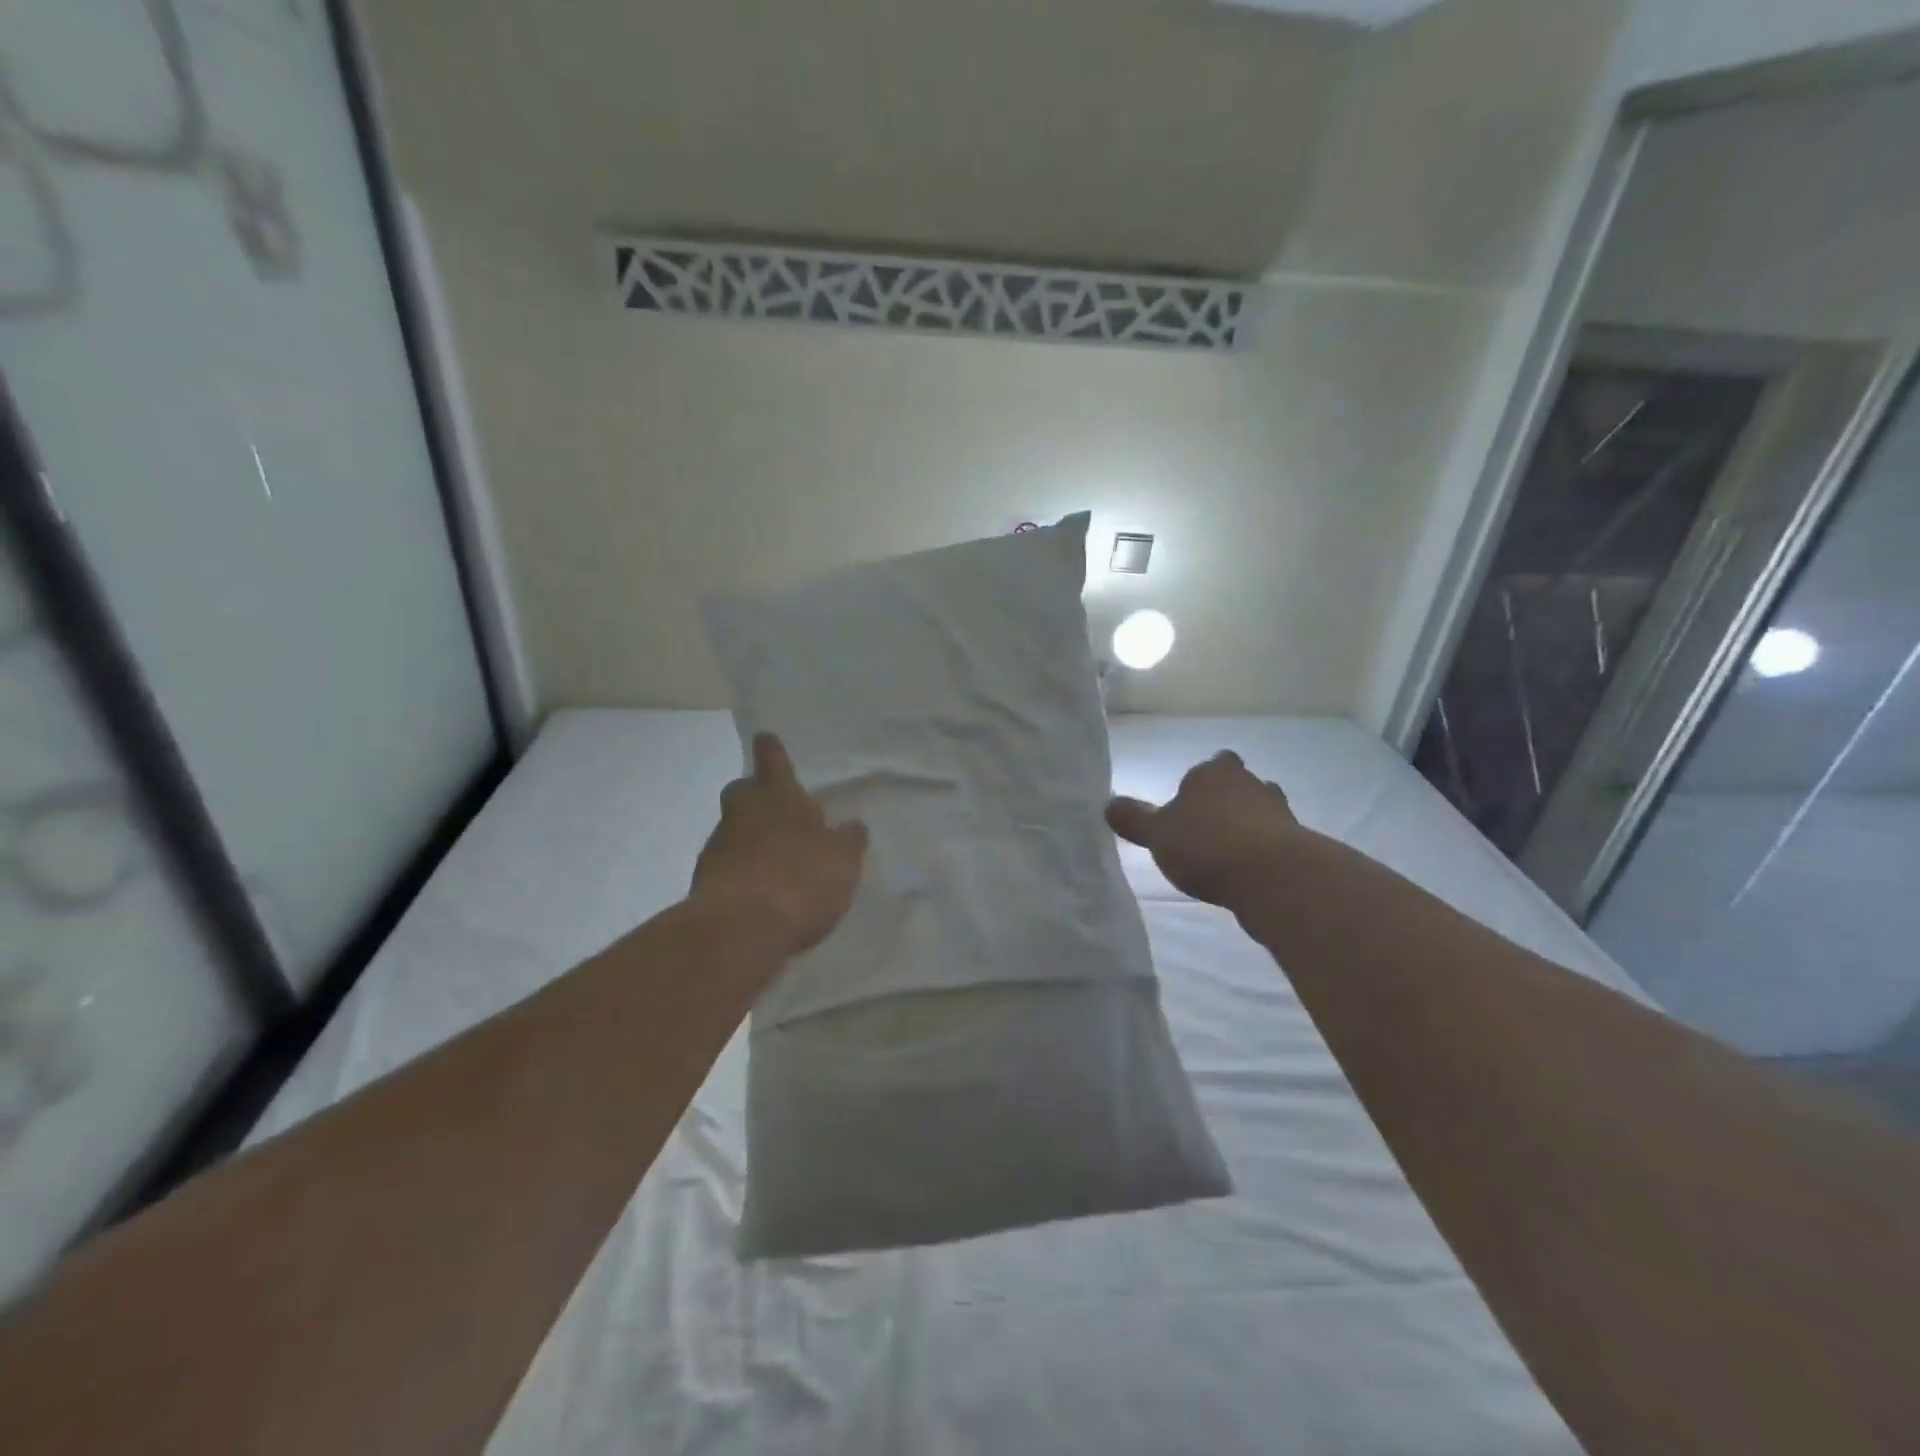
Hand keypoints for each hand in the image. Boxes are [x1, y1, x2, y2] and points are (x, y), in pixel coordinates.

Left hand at [692, 733, 868, 956]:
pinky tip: (762, 892)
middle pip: (743, 791)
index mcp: (778, 796)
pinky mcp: (704, 882)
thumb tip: (853, 826)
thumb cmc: (800, 880)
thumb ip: (848, 840)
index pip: (773, 759)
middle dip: (756, 794)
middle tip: (778, 809)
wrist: (739, 930)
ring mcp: (718, 846)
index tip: (767, 740)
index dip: (772, 750)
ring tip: (779, 862)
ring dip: (751, 838)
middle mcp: (742, 813)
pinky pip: (728, 865)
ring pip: (734, 829)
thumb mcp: (843, 860)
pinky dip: (742, 872)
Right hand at [1107, 751, 1300, 908]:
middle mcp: (1250, 783)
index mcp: (1213, 773)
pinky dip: (1263, 852)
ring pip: (1260, 811)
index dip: (1199, 783)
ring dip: (1247, 827)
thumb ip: (1133, 818)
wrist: (1273, 878)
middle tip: (1205, 828)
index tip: (1187, 806)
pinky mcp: (1298, 843)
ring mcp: (1279, 812)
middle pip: (1238, 785)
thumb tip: (1108, 803)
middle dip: (1225, 802)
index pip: (1208, 765)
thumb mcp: (1156, 834)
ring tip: (1227, 854)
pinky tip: (1247, 874)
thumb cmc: (1206, 845)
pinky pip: (1275, 842)